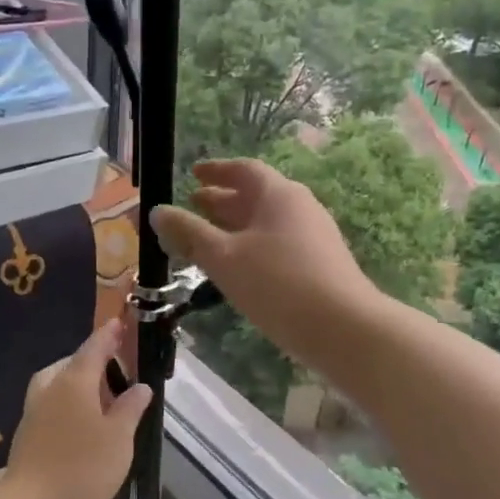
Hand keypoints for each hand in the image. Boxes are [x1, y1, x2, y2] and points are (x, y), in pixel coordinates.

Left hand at [2, 319, 152, 498]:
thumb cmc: (84, 468)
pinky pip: (51, 404)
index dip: (109, 335)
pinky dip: (68, 404)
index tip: (120, 323)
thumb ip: (130, 408)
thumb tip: (140, 386)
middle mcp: (49, 388)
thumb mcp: (119, 437)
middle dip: (93, 362)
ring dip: (79, 384)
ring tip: (103, 399)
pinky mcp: (27, 434)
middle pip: (71, 364)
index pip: (93, 347)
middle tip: (118, 372)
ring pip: (57, 384)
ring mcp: (33, 411)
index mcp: (73, 381)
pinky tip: (82, 424)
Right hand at [149, 159, 376, 369]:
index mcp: (278, 195)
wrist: (342, 328)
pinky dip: (251, 247)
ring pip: (266, 224)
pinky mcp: (319, 266)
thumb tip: (157, 212)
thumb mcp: (224, 258)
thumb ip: (189, 233)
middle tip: (194, 206)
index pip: (244, 170)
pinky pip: (277, 245)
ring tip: (208, 240)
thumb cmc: (277, 284)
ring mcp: (314, 237)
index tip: (193, 175)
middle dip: (222, 201)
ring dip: (235, 227)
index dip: (216, 170)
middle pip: (256, 196)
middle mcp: (300, 208)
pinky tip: (238, 269)